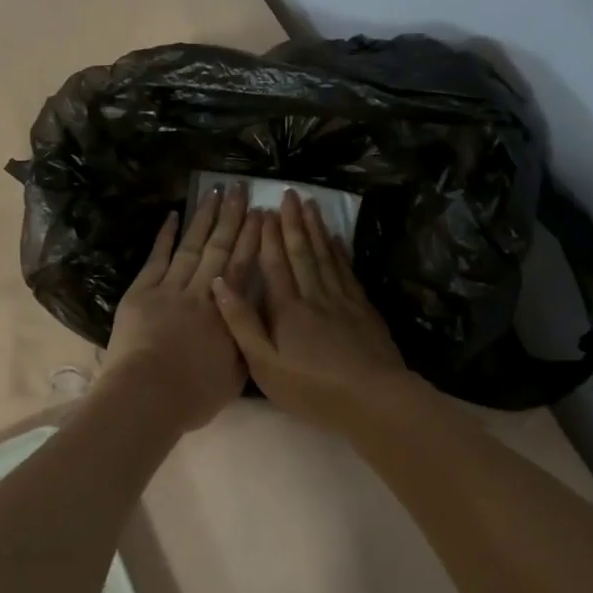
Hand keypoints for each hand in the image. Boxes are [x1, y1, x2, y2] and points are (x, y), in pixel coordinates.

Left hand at [101, 181, 261, 432]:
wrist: (146, 396)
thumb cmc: (193, 394)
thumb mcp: (235, 373)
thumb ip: (245, 339)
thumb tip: (255, 316)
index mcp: (225, 312)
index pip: (242, 266)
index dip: (253, 239)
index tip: (263, 214)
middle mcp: (200, 292)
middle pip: (219, 248)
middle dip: (232, 217)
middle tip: (242, 189)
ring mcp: (168, 288)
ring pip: (191, 246)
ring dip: (204, 217)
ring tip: (215, 191)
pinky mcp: (141, 292)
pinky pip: (156, 258)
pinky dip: (165, 236)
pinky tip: (173, 215)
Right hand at [210, 190, 429, 436]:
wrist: (373, 398)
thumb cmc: (312, 389)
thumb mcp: (265, 365)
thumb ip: (242, 324)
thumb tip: (219, 284)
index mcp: (287, 309)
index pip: (275, 265)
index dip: (268, 237)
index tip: (264, 210)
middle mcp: (314, 296)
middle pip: (302, 252)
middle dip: (294, 222)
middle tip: (290, 194)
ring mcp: (343, 300)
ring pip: (327, 256)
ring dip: (317, 229)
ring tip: (311, 204)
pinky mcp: (364, 310)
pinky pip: (348, 272)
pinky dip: (341, 253)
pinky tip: (338, 240)